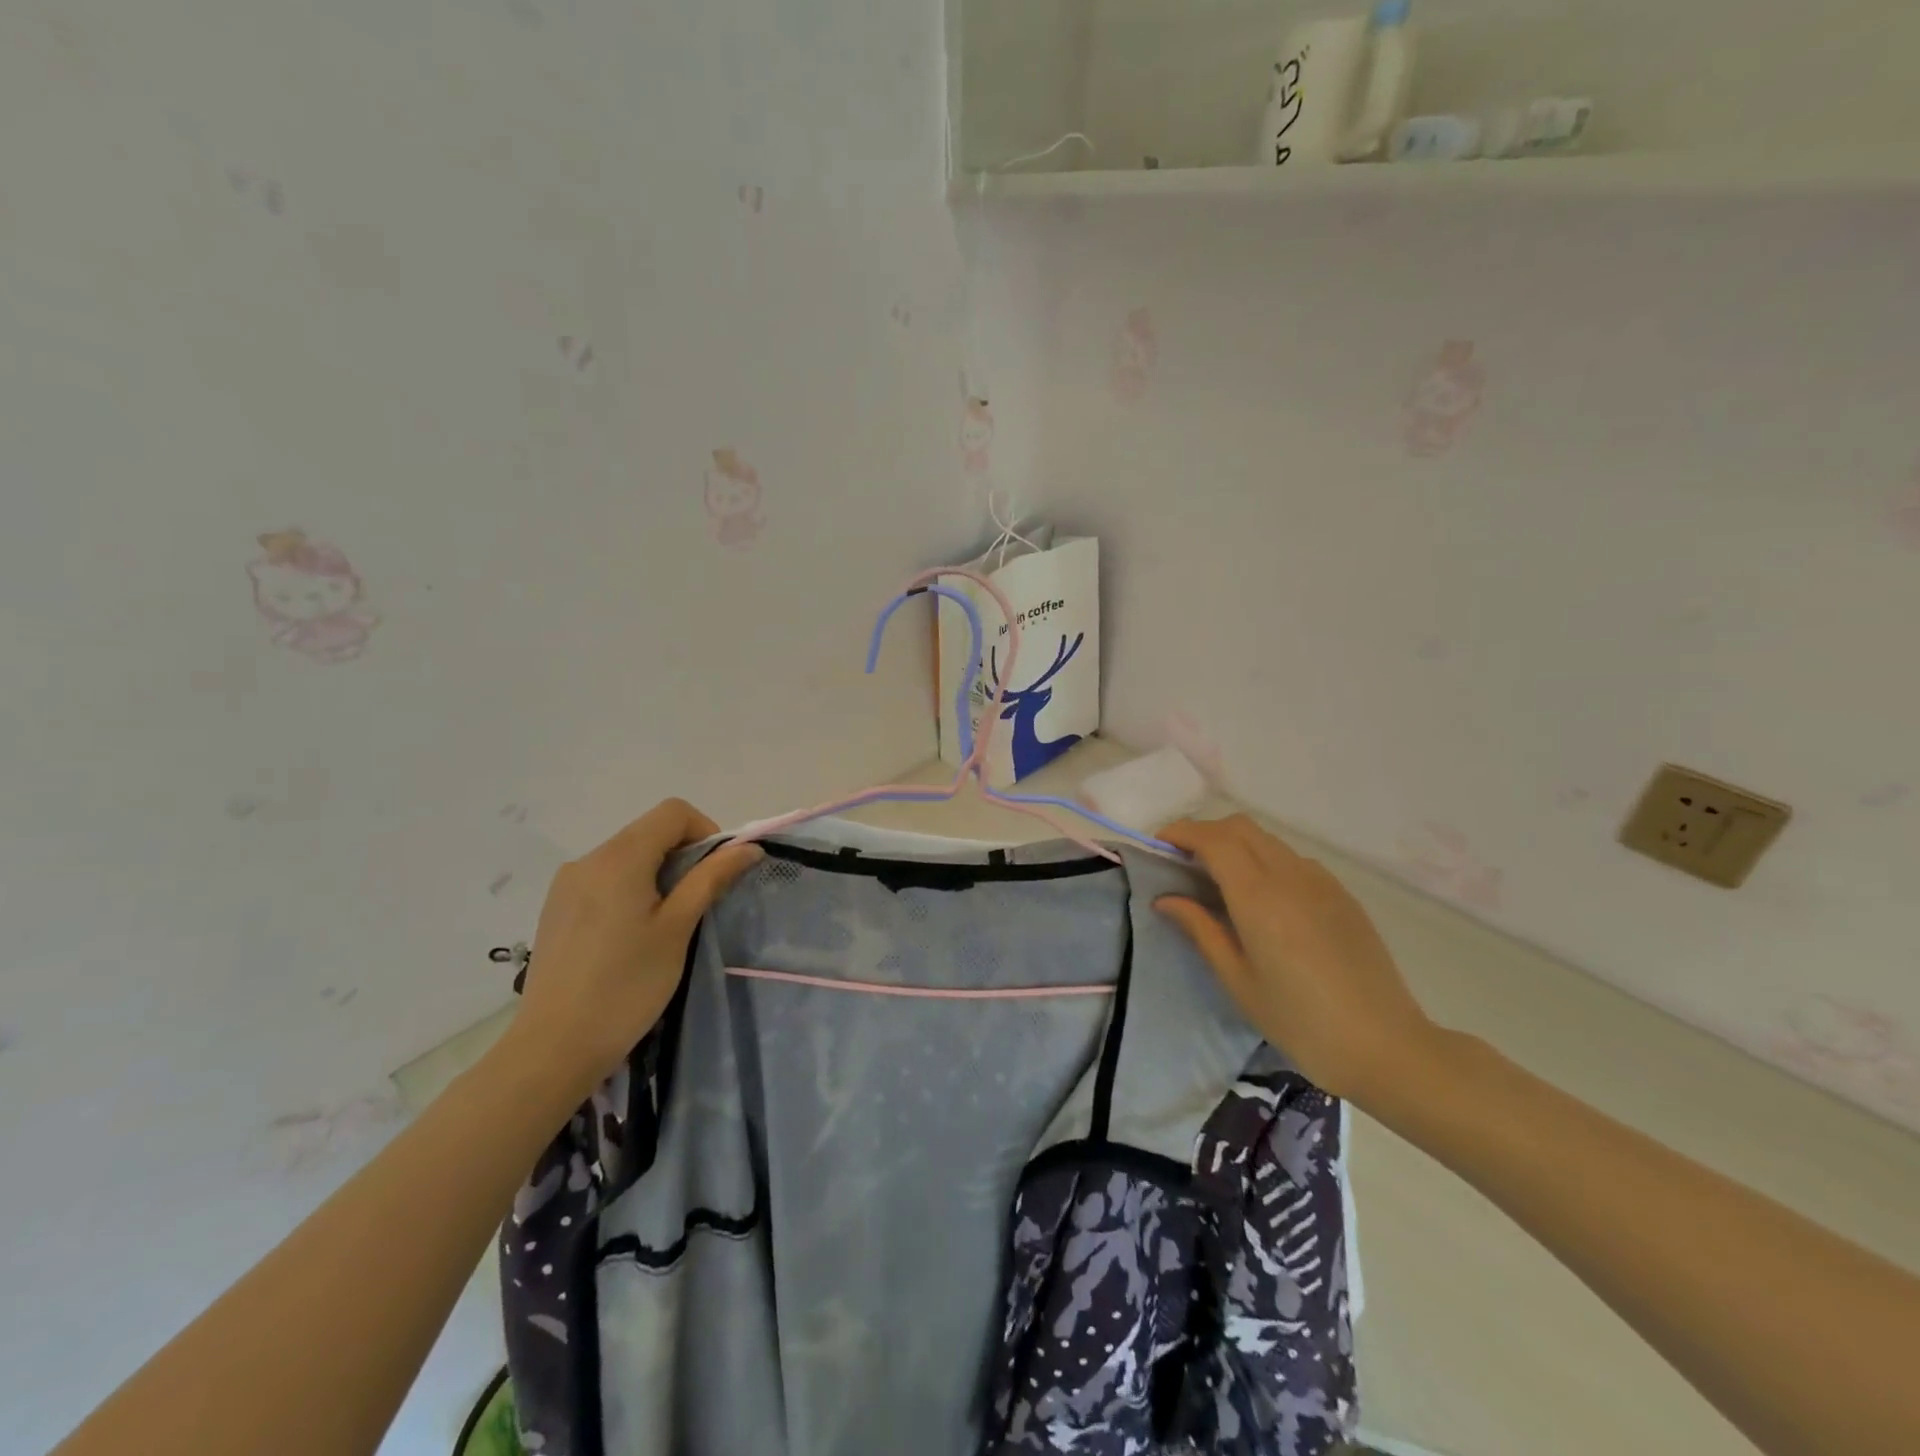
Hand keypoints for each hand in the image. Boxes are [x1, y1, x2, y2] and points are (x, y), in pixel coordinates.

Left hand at [508, 799, 761, 1099]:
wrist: (553, 1048)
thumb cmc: (626, 986)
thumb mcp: (678, 928)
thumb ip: (711, 879)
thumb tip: (748, 848)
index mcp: (619, 857)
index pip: (673, 812)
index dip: (706, 831)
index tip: (716, 873)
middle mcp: (588, 859)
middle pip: (649, 831)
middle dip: (684, 855)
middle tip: (698, 903)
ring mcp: (566, 884)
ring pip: (627, 856)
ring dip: (658, 873)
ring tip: (666, 924)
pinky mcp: (556, 908)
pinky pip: (605, 879)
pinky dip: (631, 889)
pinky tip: (631, 935)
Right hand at [1156, 814, 1436, 1103]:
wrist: (1386, 1046)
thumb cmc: (1300, 1021)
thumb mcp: (1238, 979)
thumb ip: (1201, 929)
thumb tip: (1165, 899)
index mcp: (1259, 896)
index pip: (1213, 839)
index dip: (1181, 833)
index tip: (1159, 846)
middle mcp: (1290, 875)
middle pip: (1240, 827)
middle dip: (1205, 832)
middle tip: (1182, 861)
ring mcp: (1321, 881)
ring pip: (1267, 840)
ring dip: (1235, 844)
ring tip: (1218, 880)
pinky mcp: (1341, 894)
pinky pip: (1292, 859)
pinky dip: (1264, 860)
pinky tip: (1262, 899)